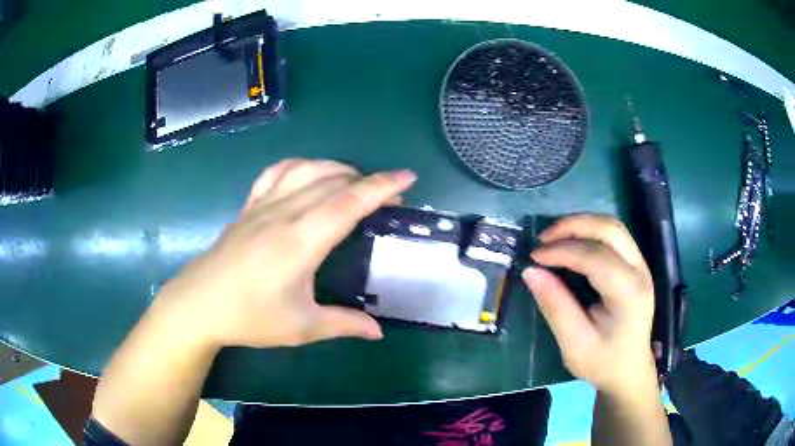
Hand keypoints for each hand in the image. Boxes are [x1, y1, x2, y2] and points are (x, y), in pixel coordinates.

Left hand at [154, 159, 415, 347]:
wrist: (200, 304)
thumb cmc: (250, 317)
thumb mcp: (301, 327)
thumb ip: (343, 324)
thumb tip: (378, 331)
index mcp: (301, 241)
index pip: (349, 202)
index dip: (381, 186)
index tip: (408, 178)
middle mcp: (284, 213)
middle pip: (333, 181)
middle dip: (368, 181)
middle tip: (390, 197)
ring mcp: (263, 205)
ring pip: (306, 169)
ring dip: (337, 168)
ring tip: (355, 182)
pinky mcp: (249, 206)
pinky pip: (277, 172)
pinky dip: (300, 165)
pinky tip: (308, 174)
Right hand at [522, 214, 655, 394]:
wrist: (629, 370)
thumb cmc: (603, 362)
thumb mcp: (574, 344)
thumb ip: (556, 307)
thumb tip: (531, 272)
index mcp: (629, 294)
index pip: (596, 257)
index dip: (562, 251)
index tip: (534, 257)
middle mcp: (640, 271)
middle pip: (609, 229)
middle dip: (573, 226)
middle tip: (542, 239)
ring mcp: (640, 265)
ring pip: (612, 226)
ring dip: (581, 225)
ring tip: (554, 238)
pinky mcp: (635, 265)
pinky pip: (613, 235)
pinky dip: (589, 232)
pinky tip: (571, 243)